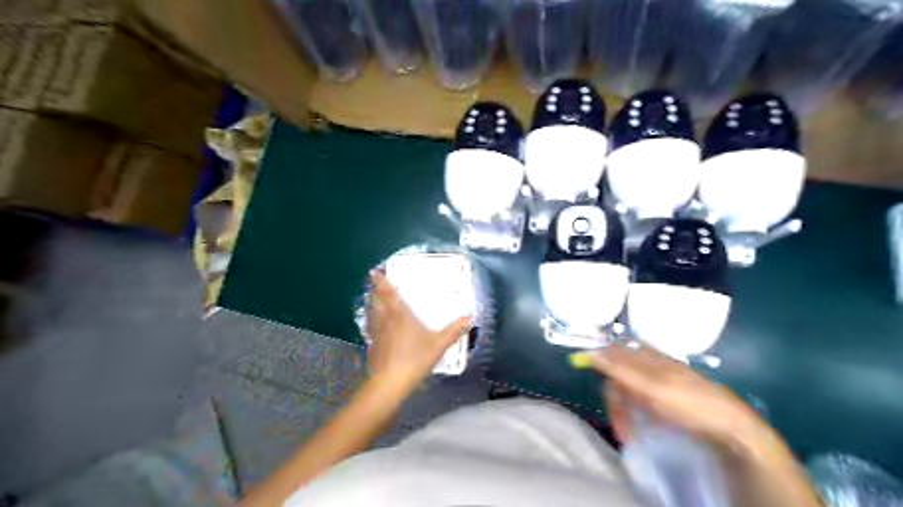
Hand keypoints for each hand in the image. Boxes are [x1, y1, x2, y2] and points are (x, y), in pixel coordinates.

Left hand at [364, 274, 473, 395]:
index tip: (375, 272)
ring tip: (377, 302)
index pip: (388, 293)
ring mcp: (376, 333)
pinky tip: (378, 328)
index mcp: (400, 315)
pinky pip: (372, 327)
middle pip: (377, 301)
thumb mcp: (438, 345)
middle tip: (378, 286)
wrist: (390, 382)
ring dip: (373, 305)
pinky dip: (373, 322)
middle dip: (376, 292)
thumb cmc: (414, 359)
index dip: (381, 281)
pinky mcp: (373, 345)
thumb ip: (454, 331)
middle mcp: (385, 320)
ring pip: (372, 313)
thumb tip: (469, 318)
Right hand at [585, 344, 775, 451]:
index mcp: (648, 356)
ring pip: (633, 387)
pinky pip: (646, 398)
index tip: (593, 387)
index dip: (599, 364)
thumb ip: (620, 369)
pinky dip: (640, 412)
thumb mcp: (650, 387)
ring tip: (633, 430)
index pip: (613, 353)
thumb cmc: (688, 404)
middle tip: (621, 427)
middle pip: (622, 372)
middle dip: (616, 399)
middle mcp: (655, 363)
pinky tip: (647, 423)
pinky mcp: (673, 395)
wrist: (732, 428)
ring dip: (628, 409)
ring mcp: (665, 379)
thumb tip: (589, 352)